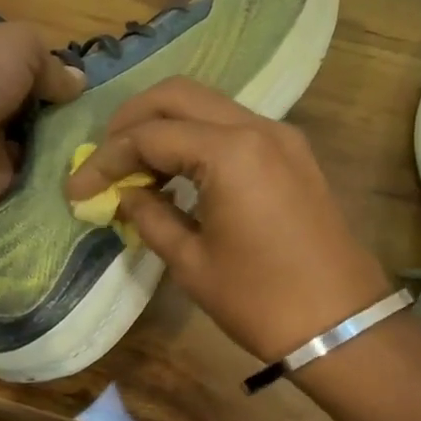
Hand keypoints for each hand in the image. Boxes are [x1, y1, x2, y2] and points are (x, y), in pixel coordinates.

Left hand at [0, 22, 84, 221]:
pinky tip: (87, 171)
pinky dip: (55, 176)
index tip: (83, 84)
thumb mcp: (16, 45)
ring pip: (32, 144)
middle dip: (59, 111)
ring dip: (61, 144)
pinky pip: (31, 178)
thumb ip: (50, 61)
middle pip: (25, 108)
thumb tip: (76, 83)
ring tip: (101, 143)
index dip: (47, 72)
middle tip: (100, 117)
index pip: (13, 67)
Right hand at [66, 78, 391, 362]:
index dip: (106, 159)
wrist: (342, 324)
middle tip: (105, 157)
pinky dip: (196, 137)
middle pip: (177, 95)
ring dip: (165, 125)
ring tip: (136, 167)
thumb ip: (150, 217)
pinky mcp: (292, 153)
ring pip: (207, 104)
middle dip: (132, 120)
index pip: (149, 135)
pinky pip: (232, 125)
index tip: (78, 188)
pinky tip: (177, 172)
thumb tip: (126, 195)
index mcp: (229, 152)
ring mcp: (280, 136)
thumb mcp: (191, 263)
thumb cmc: (260, 300)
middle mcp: (256, 127)